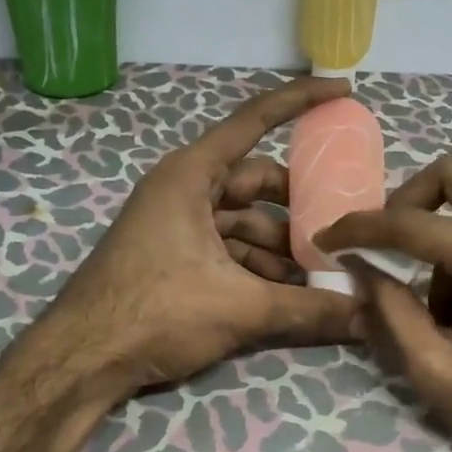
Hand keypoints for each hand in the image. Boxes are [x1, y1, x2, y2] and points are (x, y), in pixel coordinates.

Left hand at [53, 77, 357, 389]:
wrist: (82, 359)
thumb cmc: (156, 311)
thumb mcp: (239, 307)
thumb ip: (308, 308)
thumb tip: (368, 317)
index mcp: (192, 175)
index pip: (254, 121)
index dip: (301, 101)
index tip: (343, 91)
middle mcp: (184, 188)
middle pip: (256, 182)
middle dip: (299, 206)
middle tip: (343, 225)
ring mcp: (176, 222)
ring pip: (243, 221)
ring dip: (280, 246)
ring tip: (322, 274)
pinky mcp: (173, 254)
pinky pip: (226, 246)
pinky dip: (256, 265)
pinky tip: (287, 293)